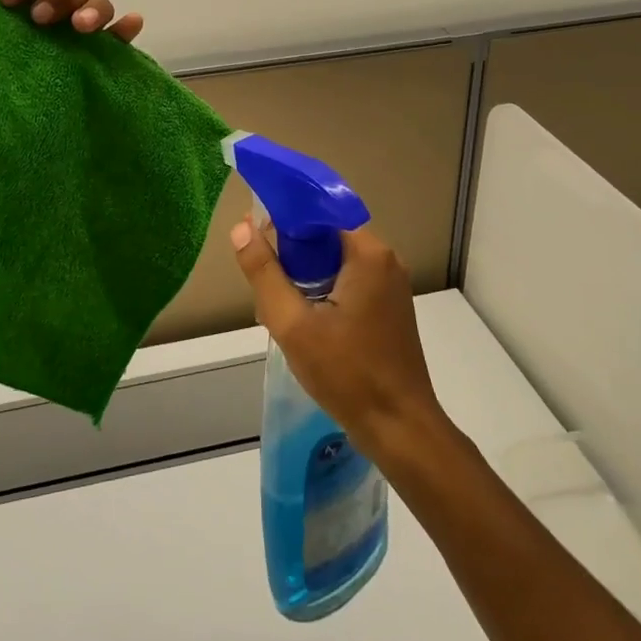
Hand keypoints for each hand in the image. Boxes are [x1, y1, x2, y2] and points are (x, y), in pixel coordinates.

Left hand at [0, 0, 143, 146]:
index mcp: (1, 3)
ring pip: (95, 6)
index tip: (9, 3)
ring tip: (78, 30)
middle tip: (41, 22)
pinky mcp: (75, 77)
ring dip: (94, 6)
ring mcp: (58, 49)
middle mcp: (35, 21)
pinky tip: (126, 26)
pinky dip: (125, 30)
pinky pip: (111, 47)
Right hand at [229, 220, 449, 457]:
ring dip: (304, 277)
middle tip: (263, 282)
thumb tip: (241, 228)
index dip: (284, 216)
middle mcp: (385, 260)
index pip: (319, 212)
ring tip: (279, 308)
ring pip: (335, 262)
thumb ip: (264, 272)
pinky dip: (322, 292)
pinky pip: (348, 282)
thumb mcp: (293, 324)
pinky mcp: (389, 308)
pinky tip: (303, 323)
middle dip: (291, 254)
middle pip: (326, 237)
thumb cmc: (347, 373)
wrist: (400, 428)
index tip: (253, 231)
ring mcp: (390, 286)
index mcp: (368, 254)